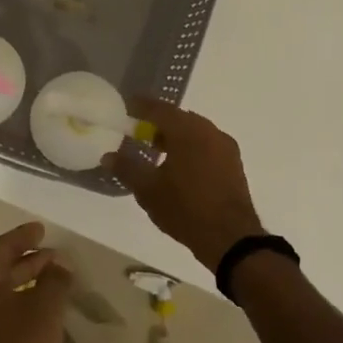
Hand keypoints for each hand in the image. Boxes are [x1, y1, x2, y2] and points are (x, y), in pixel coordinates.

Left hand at [0, 222, 71, 342]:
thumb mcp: (45, 310)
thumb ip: (54, 281)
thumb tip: (60, 264)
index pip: (1, 247)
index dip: (23, 236)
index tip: (41, 229)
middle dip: (27, 260)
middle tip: (54, 255)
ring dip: (24, 283)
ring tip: (52, 281)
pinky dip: (18, 304)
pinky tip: (38, 313)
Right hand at [104, 101, 264, 271]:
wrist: (230, 237)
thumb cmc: (185, 208)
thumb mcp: (148, 190)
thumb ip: (127, 168)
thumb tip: (108, 155)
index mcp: (186, 130)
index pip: (158, 109)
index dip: (140, 106)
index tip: (126, 107)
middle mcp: (208, 130)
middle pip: (179, 118)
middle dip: (158, 123)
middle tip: (139, 133)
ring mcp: (225, 146)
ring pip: (195, 132)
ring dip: (176, 137)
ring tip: (157, 153)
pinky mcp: (234, 163)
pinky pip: (207, 145)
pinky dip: (191, 148)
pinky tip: (181, 167)